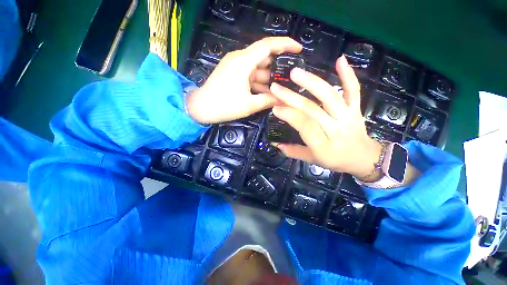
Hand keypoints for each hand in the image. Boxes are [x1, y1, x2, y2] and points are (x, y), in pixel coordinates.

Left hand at [186, 37, 302, 123]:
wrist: (200, 108)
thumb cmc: (224, 106)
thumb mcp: (249, 105)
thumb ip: (268, 101)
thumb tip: (283, 100)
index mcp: (243, 62)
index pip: (268, 45)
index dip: (285, 44)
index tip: (298, 49)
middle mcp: (240, 59)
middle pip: (264, 58)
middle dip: (278, 69)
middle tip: (291, 79)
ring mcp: (235, 66)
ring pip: (258, 69)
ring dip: (268, 80)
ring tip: (280, 90)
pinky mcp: (233, 73)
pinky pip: (250, 75)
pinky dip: (259, 83)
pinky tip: (266, 94)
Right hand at [269, 56, 382, 178]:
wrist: (365, 158)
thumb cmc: (336, 161)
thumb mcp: (312, 160)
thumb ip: (293, 151)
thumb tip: (275, 144)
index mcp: (324, 146)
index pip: (305, 126)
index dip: (289, 115)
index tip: (275, 107)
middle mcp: (336, 129)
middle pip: (313, 109)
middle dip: (291, 97)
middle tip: (276, 87)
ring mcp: (348, 117)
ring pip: (330, 96)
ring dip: (312, 82)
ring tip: (295, 73)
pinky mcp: (356, 109)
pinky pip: (354, 91)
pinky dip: (348, 75)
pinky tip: (340, 59)